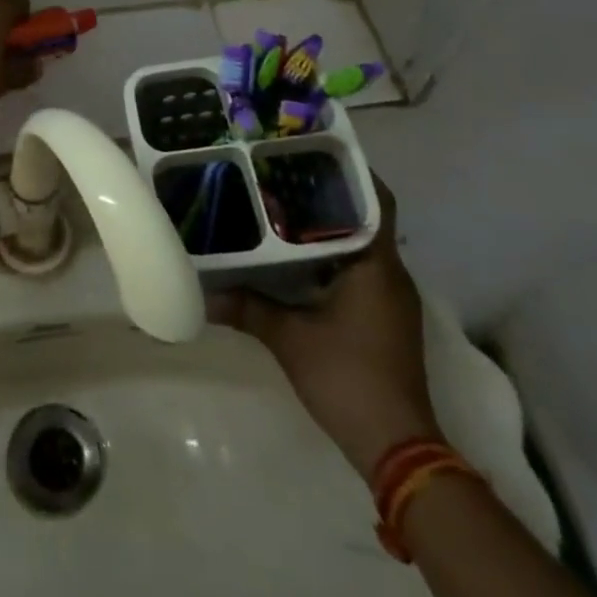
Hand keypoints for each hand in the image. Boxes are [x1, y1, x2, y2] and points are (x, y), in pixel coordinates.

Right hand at [208, 176, 438, 477]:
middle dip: (326, 193)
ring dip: (326, 225)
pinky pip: (356, 268)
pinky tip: (292, 255)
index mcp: (376, 265)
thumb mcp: (288, 338)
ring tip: (279, 203)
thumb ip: (246, 307)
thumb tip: (200, 293)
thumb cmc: (348, 378)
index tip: (311, 149)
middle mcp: (390, 273)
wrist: (396, 447)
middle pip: (363, 216)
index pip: (375, 200)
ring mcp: (389, 298)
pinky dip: (328, 254)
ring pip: (358, 243)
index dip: (350, 170)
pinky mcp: (382, 317)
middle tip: (279, 171)